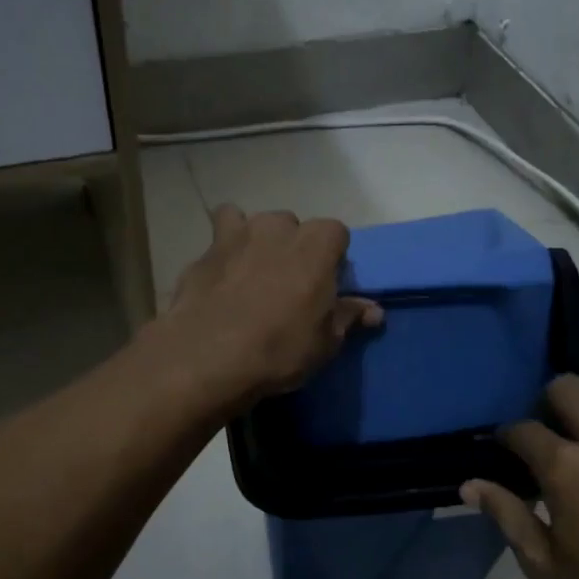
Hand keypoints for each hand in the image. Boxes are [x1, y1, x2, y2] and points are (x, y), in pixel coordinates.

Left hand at [153, 205, 381, 412]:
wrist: (208, 356)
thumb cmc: (279, 349)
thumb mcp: (325, 342)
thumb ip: (347, 317)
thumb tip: (373, 310)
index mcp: (316, 244)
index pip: (336, 233)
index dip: (333, 257)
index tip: (327, 284)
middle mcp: (278, 227)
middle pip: (294, 226)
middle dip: (294, 248)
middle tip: (289, 285)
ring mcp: (237, 234)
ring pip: (254, 223)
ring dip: (258, 241)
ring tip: (253, 276)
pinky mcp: (205, 250)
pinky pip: (220, 237)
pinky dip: (224, 250)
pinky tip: (221, 276)